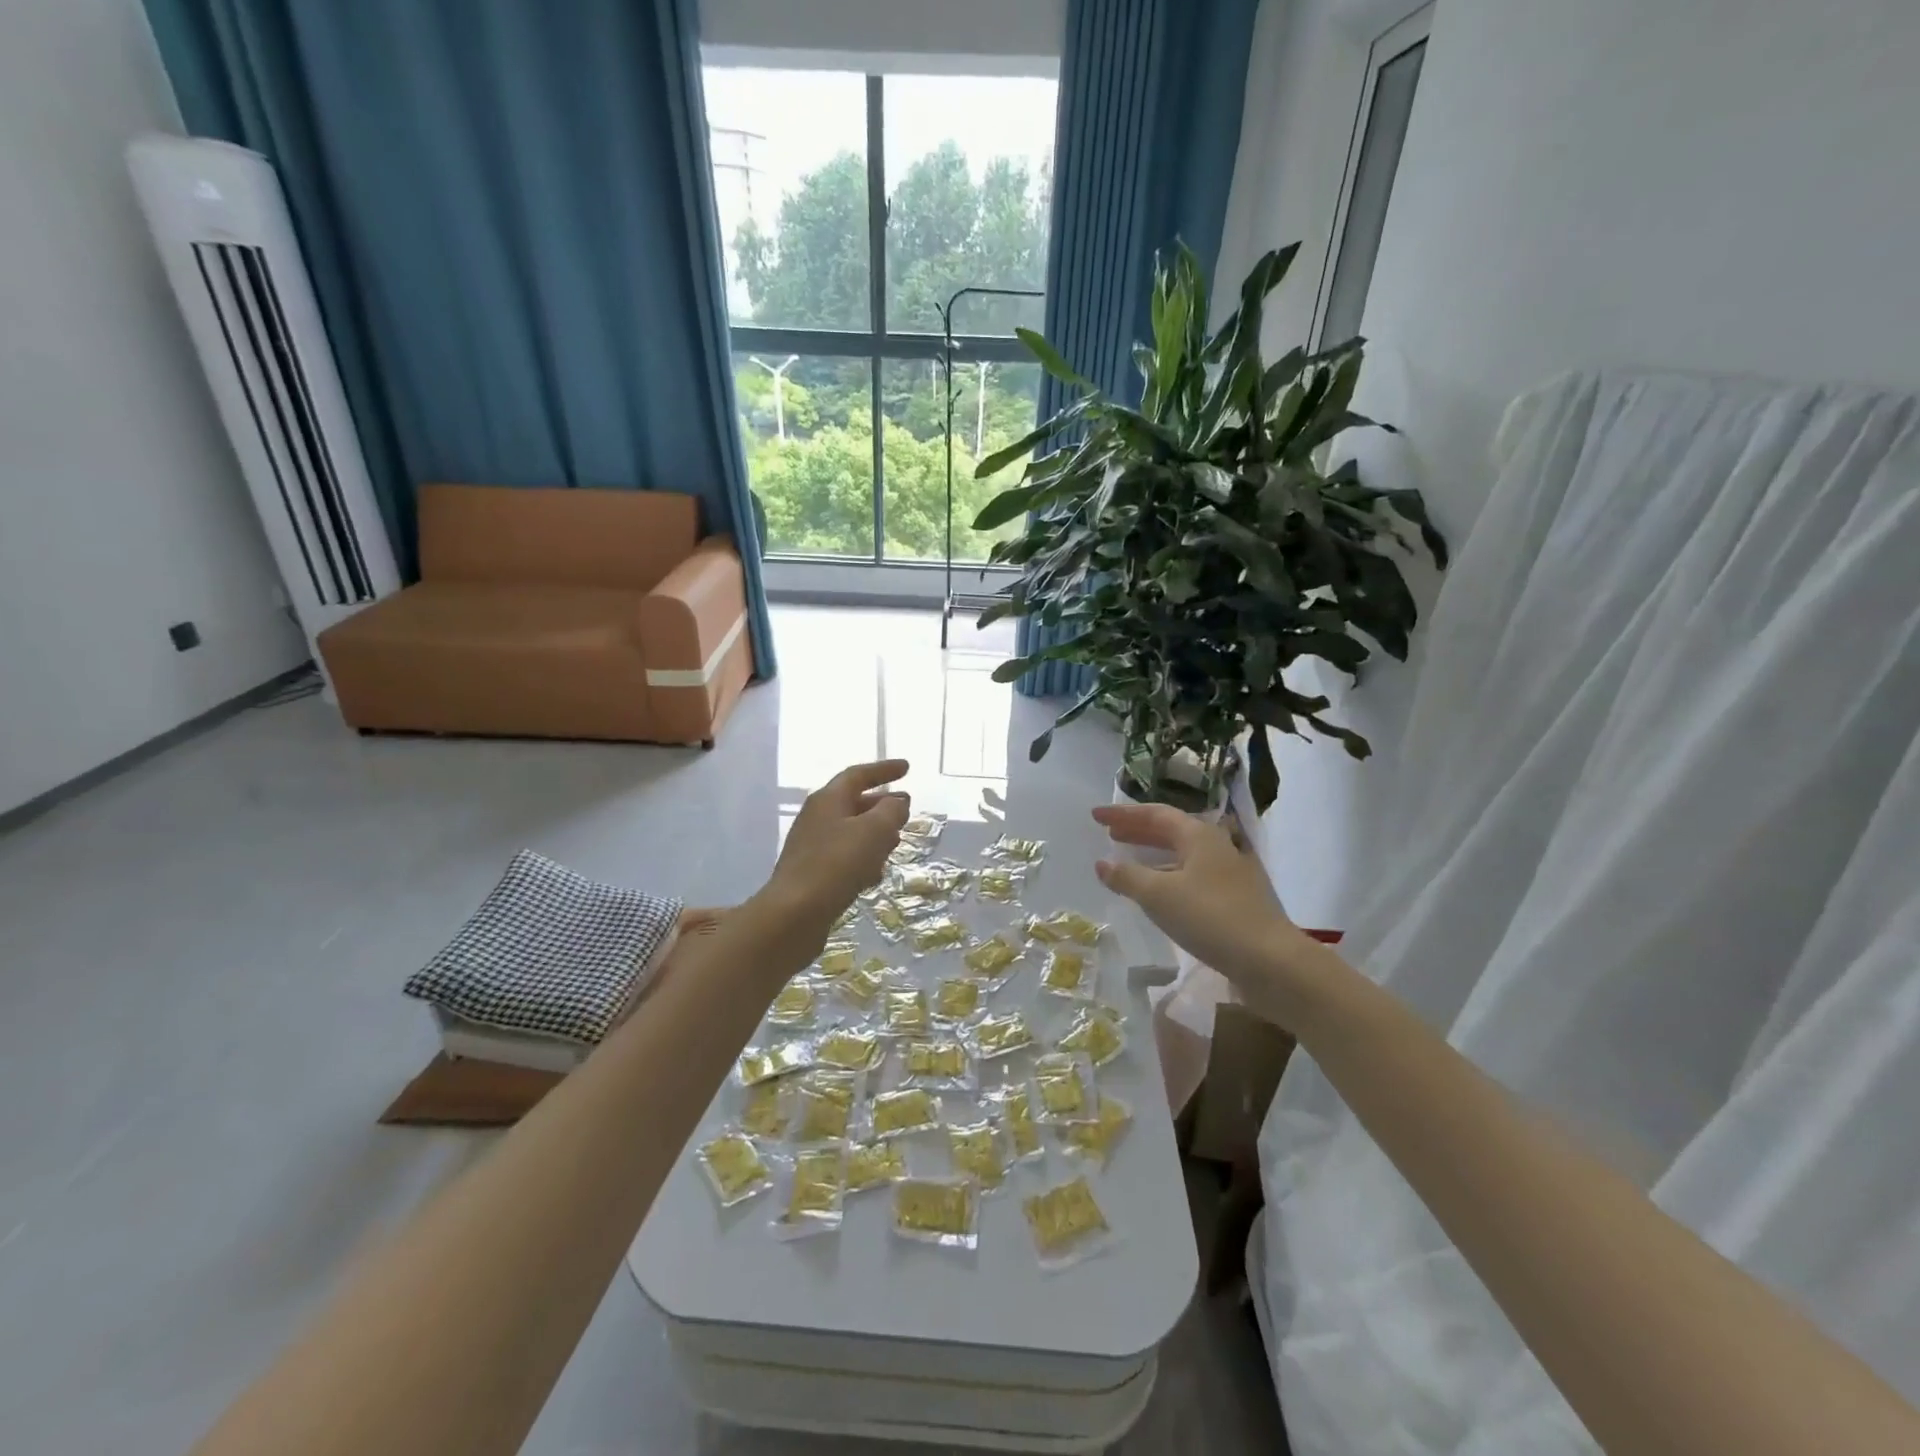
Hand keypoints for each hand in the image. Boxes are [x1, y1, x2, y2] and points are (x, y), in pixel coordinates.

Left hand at [765, 760, 910, 930]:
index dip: (884, 770)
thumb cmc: (837, 864)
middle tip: (905, 808)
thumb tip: (897, 801)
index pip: (858, 775)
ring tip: (896, 841)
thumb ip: (891, 811)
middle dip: (881, 804)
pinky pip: (843, 857)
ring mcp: (811, 846)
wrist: (794, 914)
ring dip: (874, 833)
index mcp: (828, 799)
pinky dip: (862, 858)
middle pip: (853, 803)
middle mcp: (817, 817)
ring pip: (850, 832)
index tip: (907, 768)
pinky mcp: (812, 874)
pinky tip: (875, 874)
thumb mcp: (874, 831)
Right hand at [1092, 802, 1315, 992]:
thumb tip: (1102, 863)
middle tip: (1110, 834)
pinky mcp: (1237, 899)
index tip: (1096, 815)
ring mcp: (1231, 872)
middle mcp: (1217, 846)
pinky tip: (1161, 893)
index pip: (1155, 814)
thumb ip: (1127, 876)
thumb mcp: (1158, 895)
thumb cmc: (1210, 917)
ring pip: (1184, 854)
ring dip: (1154, 854)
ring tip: (1129, 861)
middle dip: (1138, 831)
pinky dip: (1170, 875)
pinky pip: (1194, 875)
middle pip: (1172, 830)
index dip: (1123, 814)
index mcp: (1199, 835)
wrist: (1271, 960)